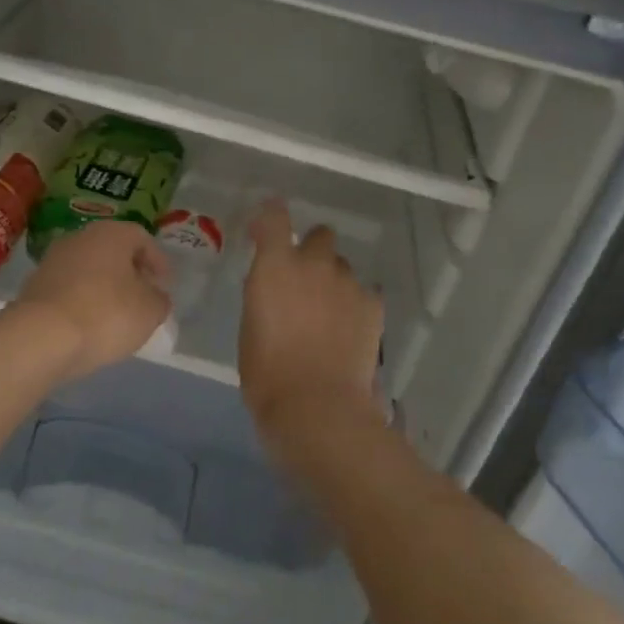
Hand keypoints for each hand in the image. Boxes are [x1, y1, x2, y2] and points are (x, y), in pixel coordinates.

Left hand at [13, 220, 171, 380]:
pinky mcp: (34, 286)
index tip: (165, 284)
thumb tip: (155, 296)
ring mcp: (53, 260)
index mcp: (112, 233)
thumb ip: (159, 300)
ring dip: (105, 286)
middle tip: (143, 295)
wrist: (40, 338)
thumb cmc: (106, 314)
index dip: (158, 261)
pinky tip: (90, 324)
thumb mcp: (150, 311)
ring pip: (89, 268)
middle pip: (113, 250)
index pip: (142, 238)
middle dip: (130, 272)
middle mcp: (81, 237)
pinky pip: (69, 288)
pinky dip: (83, 300)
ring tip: (117, 314)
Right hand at [238, 199, 383, 438]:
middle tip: (305, 282)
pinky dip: (356, 306)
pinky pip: (364, 293)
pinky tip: (350, 332)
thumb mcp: (251, 329)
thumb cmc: (268, 374)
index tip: (265, 230)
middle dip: (313, 251)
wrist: (317, 406)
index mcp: (275, 266)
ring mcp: (347, 282)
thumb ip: (264, 297)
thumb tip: (275, 290)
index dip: (270, 217)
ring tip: (329, 316)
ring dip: (334, 282)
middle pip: (320, 236)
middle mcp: (313, 263)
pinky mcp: (372, 304)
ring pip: (342, 267)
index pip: (274, 217)